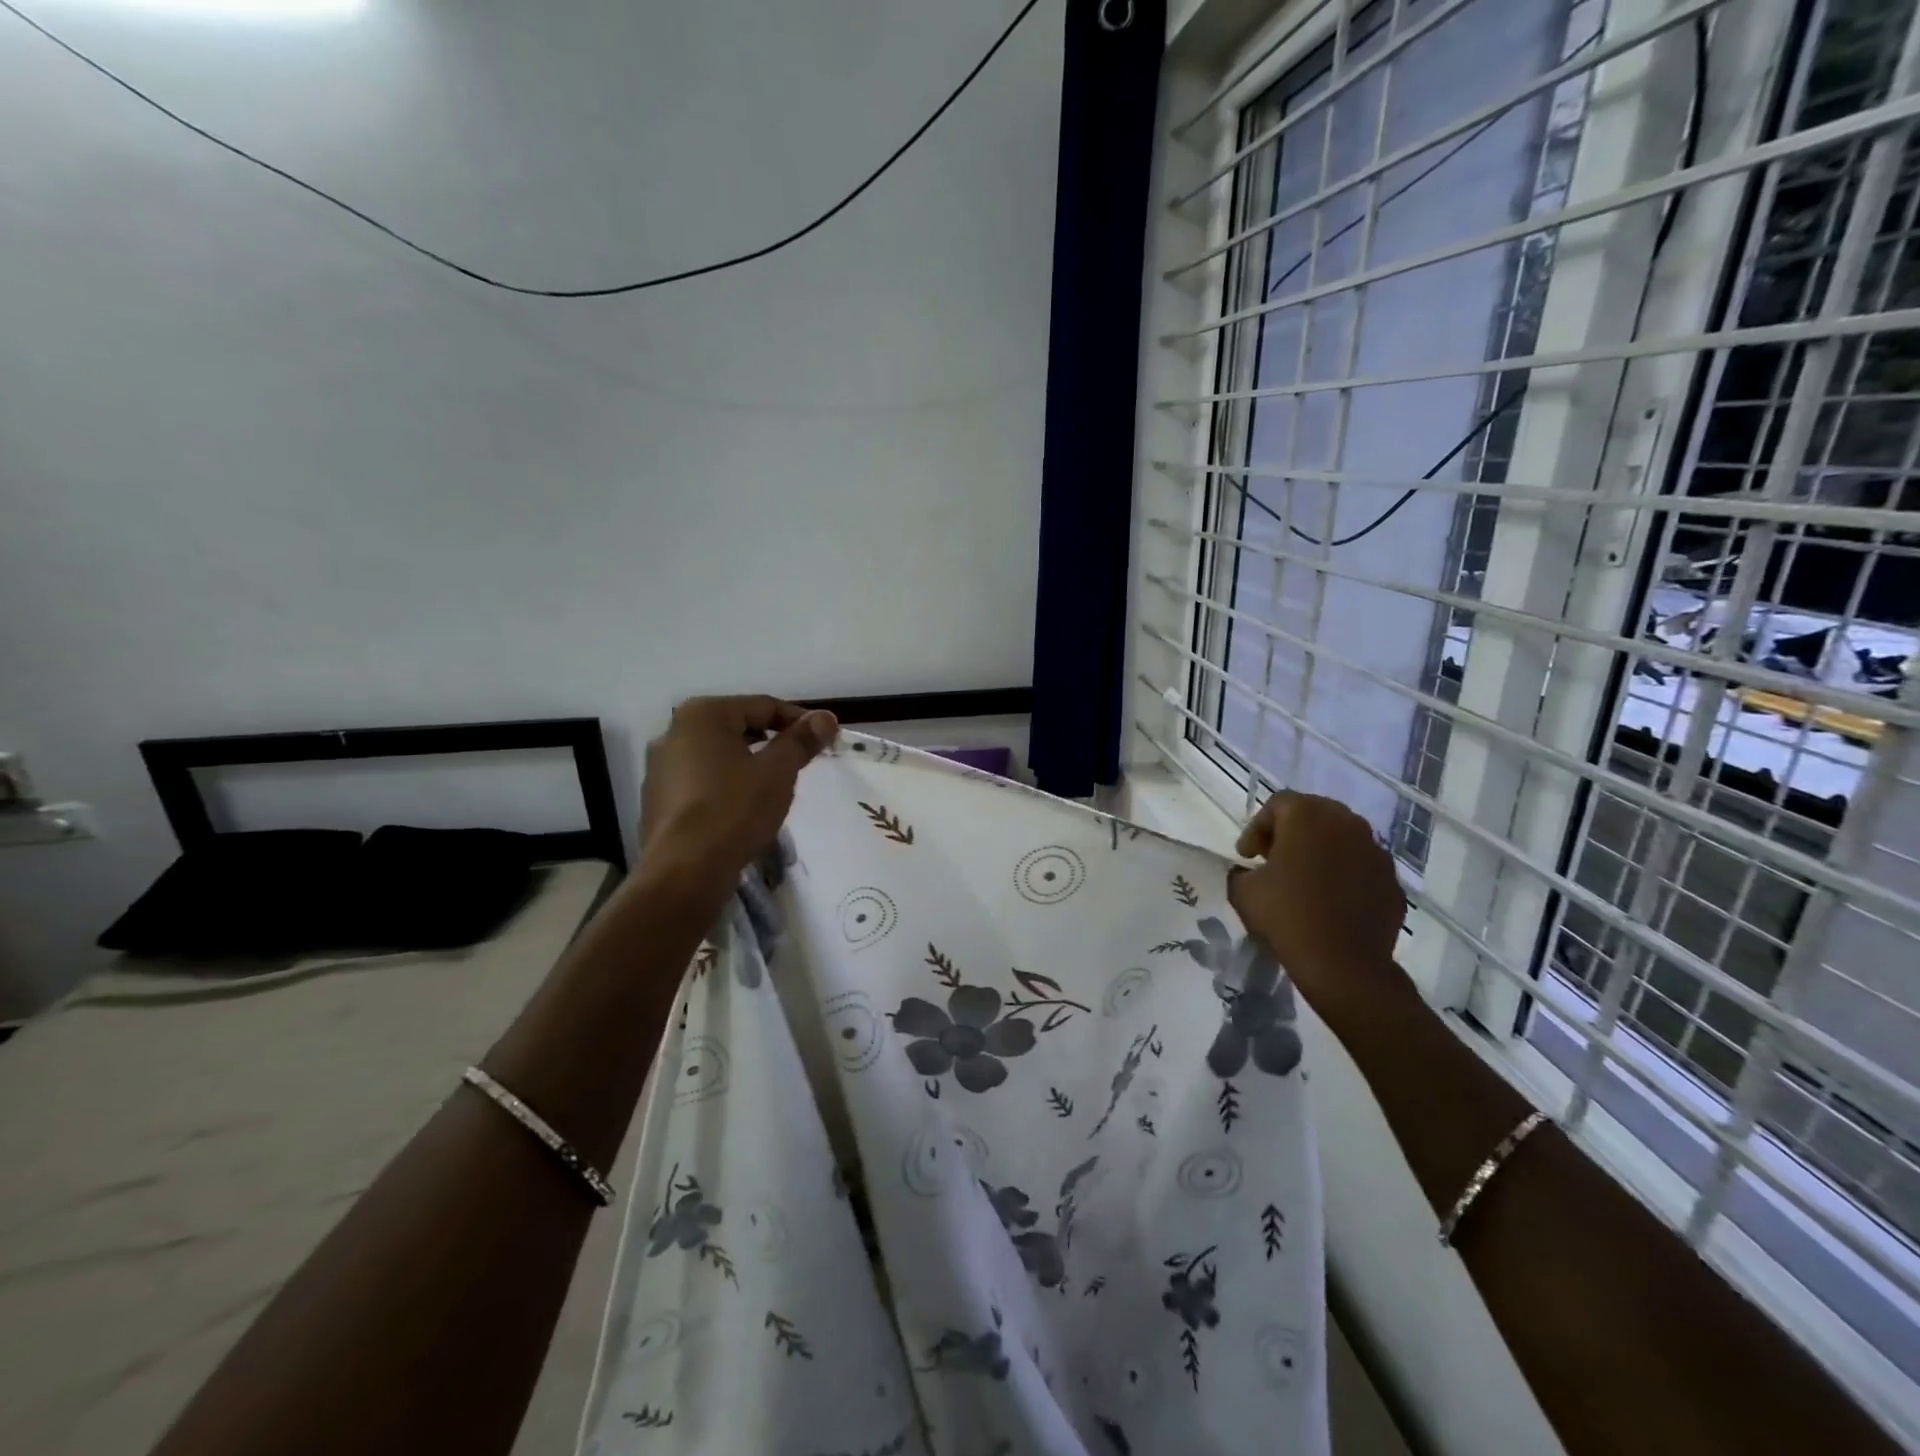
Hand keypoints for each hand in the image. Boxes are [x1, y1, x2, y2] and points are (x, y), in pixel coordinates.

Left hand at [639, 696, 837, 882]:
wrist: (685, 872)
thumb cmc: (735, 809)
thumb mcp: (778, 771)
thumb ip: (801, 740)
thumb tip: (825, 718)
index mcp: (702, 715)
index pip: (763, 706)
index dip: (800, 720)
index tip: (826, 738)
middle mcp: (674, 732)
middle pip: (738, 727)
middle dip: (773, 742)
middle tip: (803, 762)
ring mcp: (660, 767)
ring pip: (719, 755)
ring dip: (749, 764)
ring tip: (775, 788)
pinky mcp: (657, 799)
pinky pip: (702, 781)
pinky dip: (727, 785)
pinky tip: (743, 809)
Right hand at [1226, 790, 1409, 1013]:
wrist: (1344, 964)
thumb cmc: (1287, 916)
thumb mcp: (1243, 891)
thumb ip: (1241, 871)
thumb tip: (1249, 872)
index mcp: (1307, 816)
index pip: (1277, 804)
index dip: (1256, 827)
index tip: (1246, 857)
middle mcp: (1346, 823)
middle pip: (1313, 813)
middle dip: (1290, 832)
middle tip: (1273, 859)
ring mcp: (1375, 850)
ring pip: (1342, 837)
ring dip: (1320, 850)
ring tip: (1304, 878)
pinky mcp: (1392, 879)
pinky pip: (1361, 864)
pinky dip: (1344, 873)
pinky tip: (1331, 899)